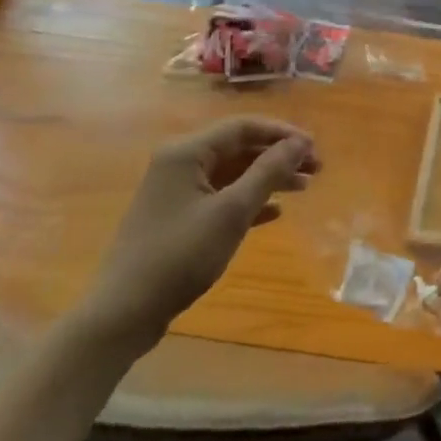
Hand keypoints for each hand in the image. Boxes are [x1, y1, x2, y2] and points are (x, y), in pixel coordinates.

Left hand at [77, 119, 319, 353]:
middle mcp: (179, 163)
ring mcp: (176, 191)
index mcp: (186, 152)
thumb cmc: (180, 255)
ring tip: (304, 188)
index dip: (282, 133)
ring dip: (268, 178)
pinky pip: (221, 197)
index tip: (314, 147)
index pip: (243, 127)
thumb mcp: (231, 212)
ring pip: (232, 173)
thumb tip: (300, 143)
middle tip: (316, 168)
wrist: (124, 313)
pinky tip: (274, 213)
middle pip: (238, 148)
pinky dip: (248, 200)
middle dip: (278, 156)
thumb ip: (268, 172)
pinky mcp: (177, 218)